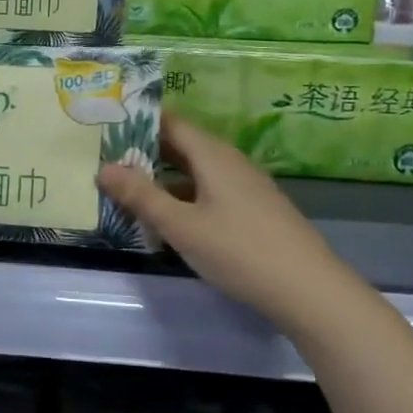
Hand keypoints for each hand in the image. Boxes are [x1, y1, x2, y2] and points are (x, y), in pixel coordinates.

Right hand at [98, 115, 340, 318]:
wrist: (310, 292)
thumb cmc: (240, 251)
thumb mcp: (181, 225)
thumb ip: (141, 196)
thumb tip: (103, 167)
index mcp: (213, 155)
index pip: (170, 122)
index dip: (138, 121)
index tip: (104, 125)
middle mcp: (230, 162)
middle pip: (182, 146)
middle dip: (144, 151)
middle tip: (105, 157)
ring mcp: (245, 187)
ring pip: (195, 171)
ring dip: (162, 177)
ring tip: (126, 188)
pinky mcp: (252, 211)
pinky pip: (208, 191)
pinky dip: (182, 196)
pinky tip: (167, 218)